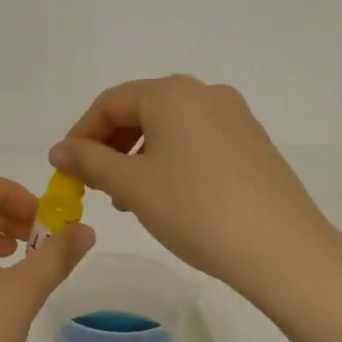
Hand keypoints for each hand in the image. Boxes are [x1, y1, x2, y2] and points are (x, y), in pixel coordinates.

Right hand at [50, 75, 341, 304]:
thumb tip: (60, 150)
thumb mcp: (133, 186)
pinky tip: (169, 198)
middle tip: (95, 186)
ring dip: (140, 156)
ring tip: (129, 198)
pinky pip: (198, 142)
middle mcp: (206, 93)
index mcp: (173, 93)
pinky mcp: (253, 144)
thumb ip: (90, 162)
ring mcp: (236, 117)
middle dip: (111, 146)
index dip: (81, 134)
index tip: (66, 170)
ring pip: (171, 128)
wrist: (281, 248)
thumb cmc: (196, 209)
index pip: (110, 103)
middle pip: (142, 110)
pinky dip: (172, 162)